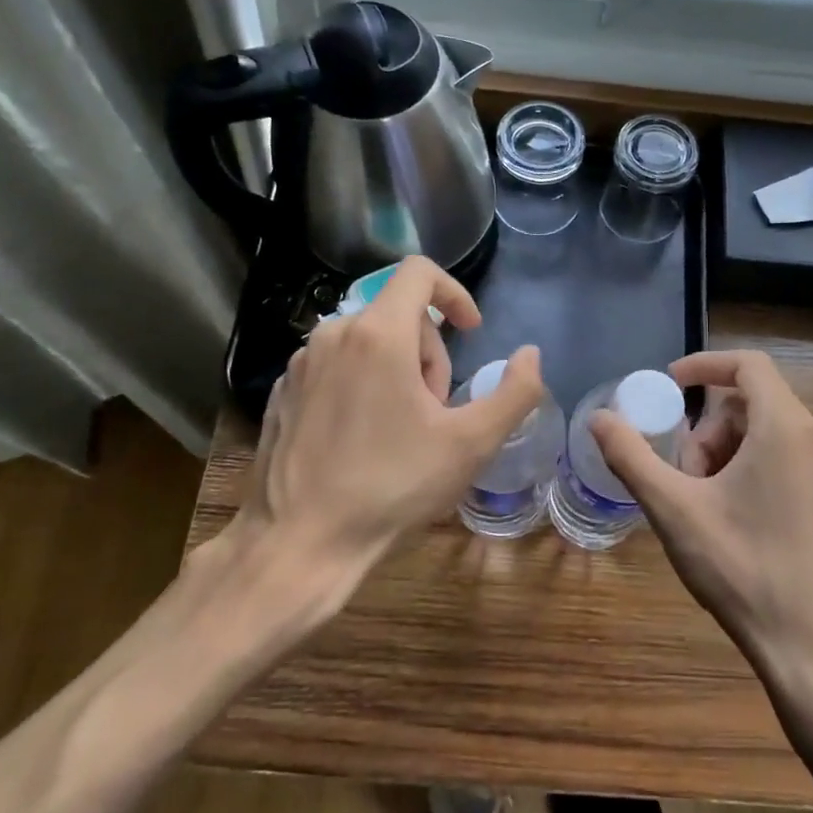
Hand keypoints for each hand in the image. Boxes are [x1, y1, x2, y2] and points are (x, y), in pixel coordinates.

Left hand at [192, 257, 542, 635]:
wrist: (301, 540)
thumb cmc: (392, 486)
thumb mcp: (471, 444)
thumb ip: (515, 392)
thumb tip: (530, 355)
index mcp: (379, 334)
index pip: (420, 272)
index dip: (455, 293)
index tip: (471, 332)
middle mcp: (334, 333)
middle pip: (398, 314)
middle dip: (429, 352)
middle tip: (435, 411)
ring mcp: (301, 362)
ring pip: (367, 340)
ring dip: (397, 369)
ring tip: (401, 429)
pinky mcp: (282, 390)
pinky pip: (336, 365)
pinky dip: (361, 384)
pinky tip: (364, 438)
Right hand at [591, 349, 812, 678]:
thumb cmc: (743, 570)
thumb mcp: (674, 510)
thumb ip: (631, 457)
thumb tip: (598, 418)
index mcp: (785, 429)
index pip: (748, 364)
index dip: (704, 365)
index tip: (668, 386)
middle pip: (754, 402)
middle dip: (708, 425)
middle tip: (682, 471)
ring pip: (770, 433)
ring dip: (727, 450)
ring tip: (703, 501)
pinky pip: (789, 459)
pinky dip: (753, 468)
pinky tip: (732, 519)